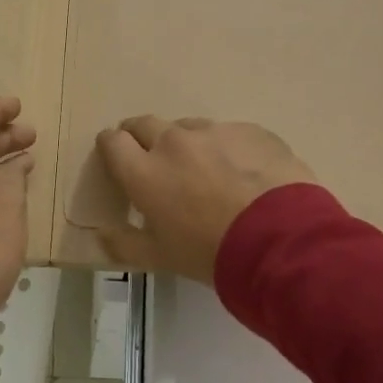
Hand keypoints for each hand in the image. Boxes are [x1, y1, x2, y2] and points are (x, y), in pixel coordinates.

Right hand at [94, 117, 315, 282]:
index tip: (116, 157)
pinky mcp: (251, 130)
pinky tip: (244, 173)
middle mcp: (173, 142)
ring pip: (188, 127)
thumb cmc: (210, 252)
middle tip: (152, 159)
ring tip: (205, 169)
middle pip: (145, 123)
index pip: (113, 142)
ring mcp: (215, 131)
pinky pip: (230, 134)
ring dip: (187, 142)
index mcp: (144, 172)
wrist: (281, 239)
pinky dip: (227, 148)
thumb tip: (102, 235)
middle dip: (142, 136)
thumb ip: (125, 245)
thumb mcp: (160, 258)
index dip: (111, 147)